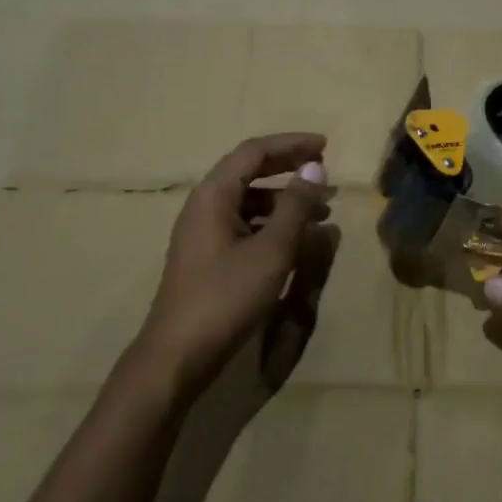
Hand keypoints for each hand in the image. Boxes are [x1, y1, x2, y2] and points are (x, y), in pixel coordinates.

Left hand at [137, 133, 331, 400]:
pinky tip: (298, 241)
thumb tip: (315, 169)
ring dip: (286, 200)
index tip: (325, 146)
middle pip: (250, 172)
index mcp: (214, 196)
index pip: (254, 152)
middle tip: (324, 172)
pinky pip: (246, 224)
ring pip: (250, 201)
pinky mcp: (208, 257)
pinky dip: (274, 224)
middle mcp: (205, 206)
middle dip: (289, 168)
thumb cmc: (225, 297)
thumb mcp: (271, 250)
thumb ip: (295, 206)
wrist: (176, 356)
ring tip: (321, 213)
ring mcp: (204, 233)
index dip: (291, 144)